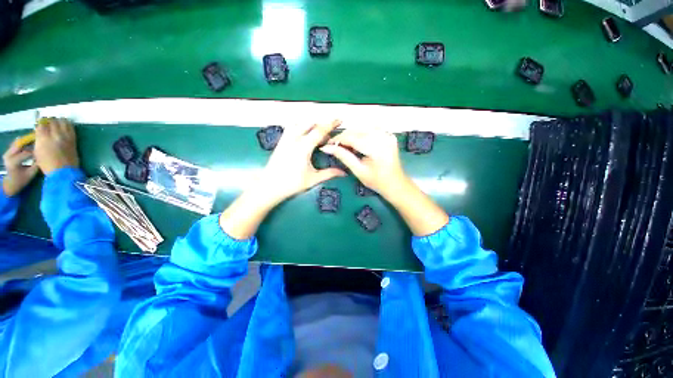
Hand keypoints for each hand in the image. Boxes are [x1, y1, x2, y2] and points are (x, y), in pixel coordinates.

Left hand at [2, 139, 38, 196]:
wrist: (10, 183)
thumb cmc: (22, 180)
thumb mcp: (30, 174)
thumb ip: (36, 164)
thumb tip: (43, 156)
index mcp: (14, 162)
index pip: (27, 153)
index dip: (35, 152)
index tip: (43, 152)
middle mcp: (8, 155)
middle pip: (20, 144)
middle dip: (29, 142)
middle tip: (39, 141)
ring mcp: (7, 153)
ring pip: (17, 143)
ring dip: (26, 142)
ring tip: (34, 142)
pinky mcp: (8, 152)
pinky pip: (15, 144)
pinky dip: (22, 143)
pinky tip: (28, 144)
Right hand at [34, 118, 78, 174]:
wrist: (64, 171)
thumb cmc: (47, 164)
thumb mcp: (37, 152)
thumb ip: (38, 141)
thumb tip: (40, 133)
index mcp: (43, 138)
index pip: (41, 125)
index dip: (40, 123)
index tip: (40, 124)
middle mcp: (54, 135)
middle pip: (52, 121)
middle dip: (49, 120)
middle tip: (48, 122)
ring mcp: (65, 136)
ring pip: (62, 122)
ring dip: (59, 120)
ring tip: (57, 122)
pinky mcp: (73, 139)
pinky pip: (71, 127)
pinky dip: (67, 124)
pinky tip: (65, 124)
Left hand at [255, 120, 345, 206]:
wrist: (269, 186)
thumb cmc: (291, 184)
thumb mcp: (313, 179)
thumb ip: (329, 173)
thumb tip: (343, 172)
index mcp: (303, 147)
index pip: (319, 131)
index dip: (331, 124)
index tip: (339, 120)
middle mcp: (293, 139)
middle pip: (310, 124)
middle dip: (322, 124)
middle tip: (330, 133)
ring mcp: (285, 139)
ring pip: (299, 123)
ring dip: (310, 124)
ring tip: (317, 132)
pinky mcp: (280, 142)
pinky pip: (291, 128)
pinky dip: (300, 127)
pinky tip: (303, 134)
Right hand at [321, 128, 448, 235]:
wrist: (396, 184)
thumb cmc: (377, 181)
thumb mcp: (358, 170)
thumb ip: (343, 156)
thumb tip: (326, 148)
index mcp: (376, 148)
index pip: (352, 138)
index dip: (338, 139)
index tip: (327, 144)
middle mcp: (383, 137)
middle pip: (357, 130)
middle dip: (344, 137)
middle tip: (334, 146)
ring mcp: (387, 134)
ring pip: (363, 128)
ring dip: (351, 135)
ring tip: (345, 145)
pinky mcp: (389, 134)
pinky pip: (371, 129)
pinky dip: (361, 133)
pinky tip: (357, 142)